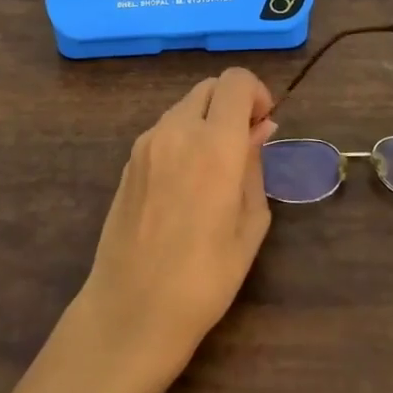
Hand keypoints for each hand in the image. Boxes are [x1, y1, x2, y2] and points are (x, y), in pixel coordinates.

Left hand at [76, 68, 276, 392]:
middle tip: (245, 145)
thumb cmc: (204, 278)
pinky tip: (187, 183)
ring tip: (216, 169)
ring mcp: (146, 143)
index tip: (264, 125)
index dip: (257, 93)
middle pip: (209, 88)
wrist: (131, 311)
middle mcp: (177, 131)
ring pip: (184, 107)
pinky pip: (164, 130)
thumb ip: (255, 167)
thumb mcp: (250, 225)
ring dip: (206, 121)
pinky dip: (183, 138)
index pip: (235, 81)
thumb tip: (259, 130)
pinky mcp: (129, 161)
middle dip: (232, 104)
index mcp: (214, 144)